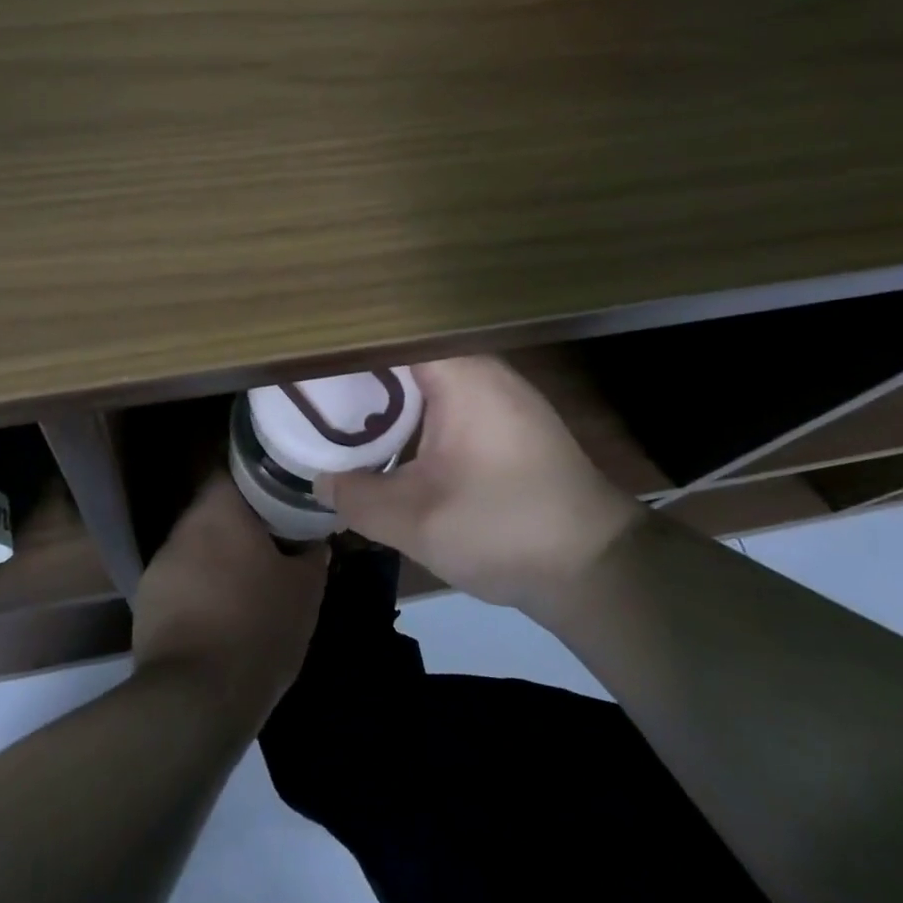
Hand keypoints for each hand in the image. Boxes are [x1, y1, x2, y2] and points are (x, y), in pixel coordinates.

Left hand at [131, 475, 328, 726]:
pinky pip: (180, 582)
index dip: (258, 479)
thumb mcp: (305, 591)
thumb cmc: (258, 628)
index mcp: (218, 511)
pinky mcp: (145, 602)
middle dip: (240, 525)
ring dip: (218, 558)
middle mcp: (182, 528)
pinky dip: (199, 590)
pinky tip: (220, 616)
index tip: (281, 495)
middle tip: (272, 542)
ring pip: (196, 547)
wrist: (196, 698)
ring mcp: (159, 566)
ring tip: (248, 582)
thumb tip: (315, 541)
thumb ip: (312, 556)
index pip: (233, 470)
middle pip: (214, 511)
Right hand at [318, 356, 641, 609]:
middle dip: (358, 368)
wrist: (597, 568)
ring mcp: (499, 395)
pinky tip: (387, 435)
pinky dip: (412, 410)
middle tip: (309, 386)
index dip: (345, 343)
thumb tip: (320, 481)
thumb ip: (357, 497)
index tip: (305, 358)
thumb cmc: (505, 530)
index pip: (390, 334)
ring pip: (426, 377)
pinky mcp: (507, 422)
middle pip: (406, 352)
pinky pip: (446, 398)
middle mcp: (482, 371)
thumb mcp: (416, 522)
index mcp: (461, 376)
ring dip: (386, 391)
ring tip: (336, 405)